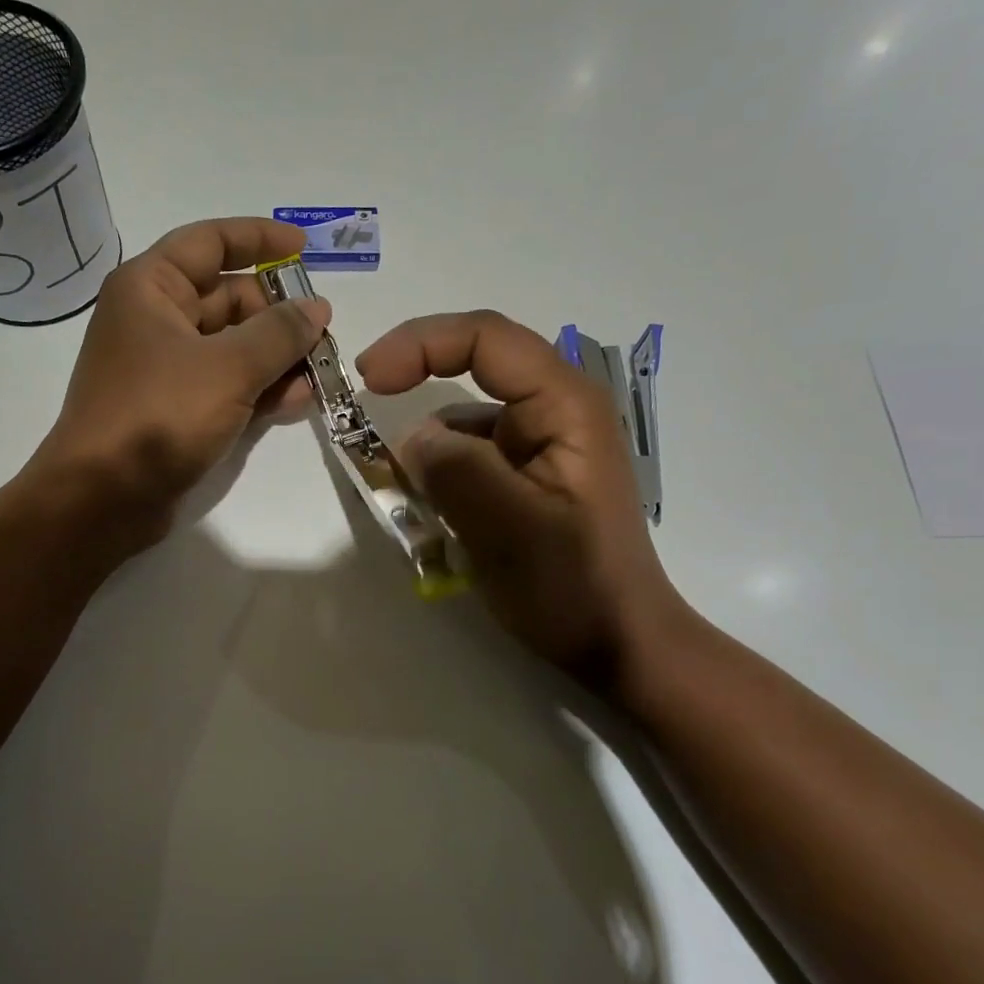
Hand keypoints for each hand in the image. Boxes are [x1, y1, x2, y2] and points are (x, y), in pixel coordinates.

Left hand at [29, 217, 330, 545]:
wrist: (102, 498)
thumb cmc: (158, 417)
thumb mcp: (228, 368)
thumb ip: (279, 333)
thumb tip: (316, 309)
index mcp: (151, 287)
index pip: (211, 241)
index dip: (260, 239)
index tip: (306, 249)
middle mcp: (155, 319)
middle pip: (228, 298)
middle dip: (278, 315)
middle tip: (323, 336)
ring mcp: (164, 368)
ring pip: (231, 347)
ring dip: (275, 357)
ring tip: (320, 374)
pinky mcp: (174, 409)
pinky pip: (224, 385)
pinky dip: (258, 390)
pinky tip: (296, 402)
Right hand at [355, 310, 685, 689]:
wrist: (618, 644)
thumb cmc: (572, 586)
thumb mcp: (509, 528)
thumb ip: (455, 471)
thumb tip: (409, 438)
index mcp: (564, 406)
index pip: (486, 338)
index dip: (419, 344)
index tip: (368, 380)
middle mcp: (555, 412)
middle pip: (475, 369)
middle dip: (416, 387)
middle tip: (365, 418)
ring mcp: (542, 446)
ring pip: (466, 421)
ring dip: (427, 447)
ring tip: (401, 494)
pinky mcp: (529, 478)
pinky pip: (471, 458)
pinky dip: (440, 476)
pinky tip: (430, 516)